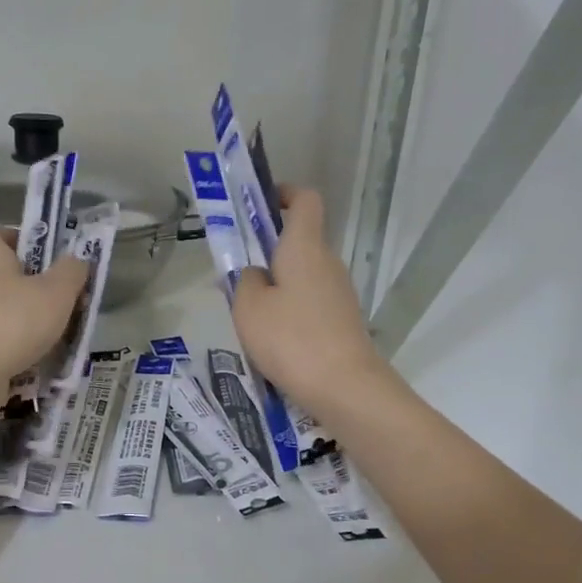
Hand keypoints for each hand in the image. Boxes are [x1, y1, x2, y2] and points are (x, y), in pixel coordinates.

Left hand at [0, 228, 88, 390]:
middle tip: (64, 300)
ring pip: (4, 312)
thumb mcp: (56, 292)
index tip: (43, 252)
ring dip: (30, 321)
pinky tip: (41, 361)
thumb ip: (71, 271)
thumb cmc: (13, 321)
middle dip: (34, 286)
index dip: (17, 236)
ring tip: (60, 335)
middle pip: (3, 275)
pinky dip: (19, 349)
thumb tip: (76, 260)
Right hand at [231, 187, 388, 418]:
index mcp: (304, 247)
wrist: (344, 387)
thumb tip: (255, 274)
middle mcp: (327, 262)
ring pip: (303, 275)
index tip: (259, 206)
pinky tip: (272, 338)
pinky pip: (310, 302)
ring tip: (249, 314)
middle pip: (299, 241)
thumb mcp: (249, 308)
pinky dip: (290, 309)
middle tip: (237, 274)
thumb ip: (245, 281)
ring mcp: (339, 293)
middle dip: (268, 251)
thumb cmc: (291, 339)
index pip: (305, 200)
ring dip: (277, 285)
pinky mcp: (342, 321)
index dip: (284, 195)